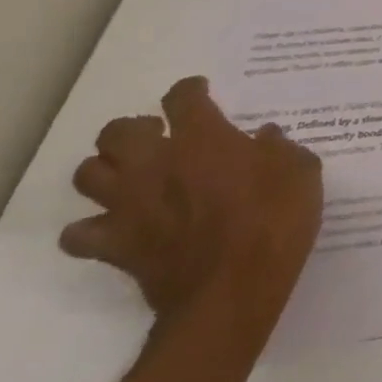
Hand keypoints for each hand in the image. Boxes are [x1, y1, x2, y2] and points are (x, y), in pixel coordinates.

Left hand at [61, 77, 323, 334]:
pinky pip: (80, 233)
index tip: (200, 93)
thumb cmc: (275, 220)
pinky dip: (90, 227)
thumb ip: (280, 148)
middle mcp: (156, 165)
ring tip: (132, 175)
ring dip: (107, 169)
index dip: (190, 91)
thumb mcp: (301, 171)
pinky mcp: (115, 247)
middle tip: (159, 136)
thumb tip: (263, 138)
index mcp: (204, 139)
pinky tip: (115, 225)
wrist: (233, 291)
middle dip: (134, 128)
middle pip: (117, 132)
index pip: (182, 98)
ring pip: (88, 175)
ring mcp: (129, 207)